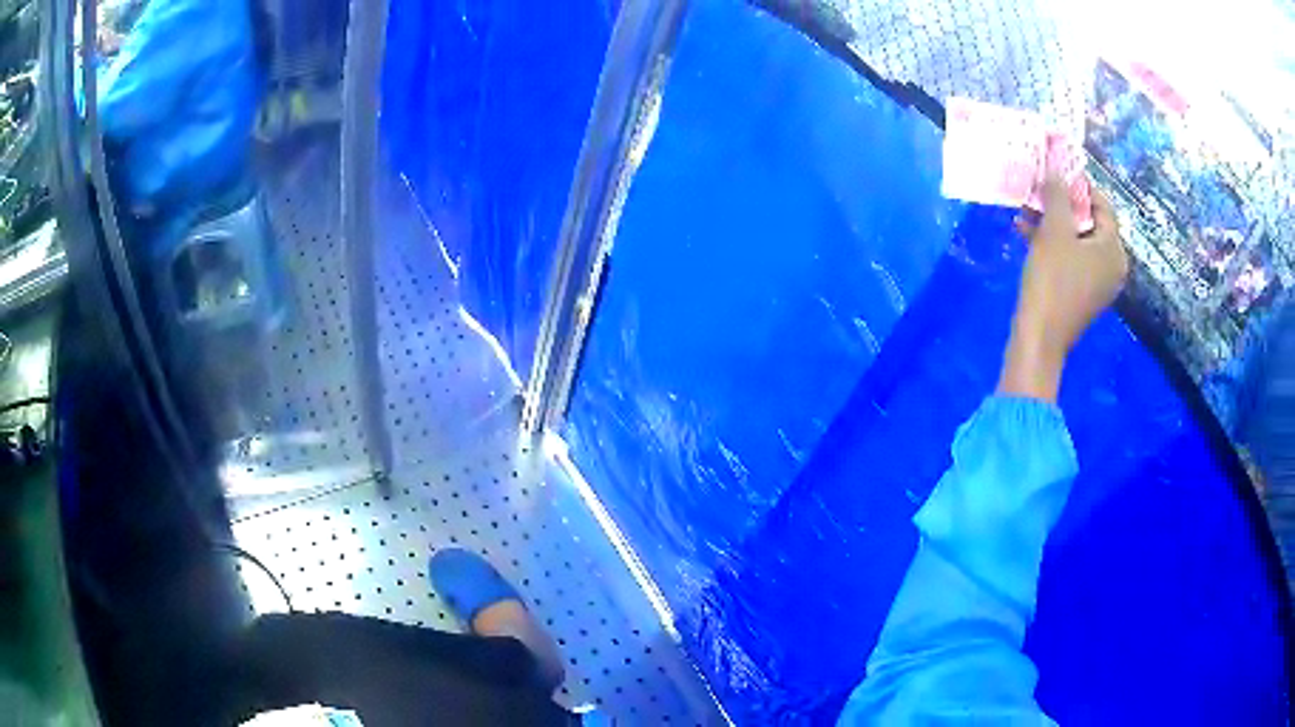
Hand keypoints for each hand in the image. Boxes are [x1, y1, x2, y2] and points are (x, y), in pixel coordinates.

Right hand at [998, 175, 1127, 401]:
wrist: (1039, 338)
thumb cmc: (1052, 281)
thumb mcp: (1054, 230)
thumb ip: (1058, 195)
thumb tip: (1057, 171)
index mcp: (1114, 250)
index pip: (1102, 205)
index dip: (1078, 186)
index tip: (1054, 174)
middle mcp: (1113, 265)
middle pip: (1089, 223)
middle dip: (1061, 205)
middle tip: (1038, 192)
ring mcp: (1098, 282)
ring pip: (1077, 240)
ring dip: (1053, 223)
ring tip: (1026, 212)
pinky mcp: (1083, 294)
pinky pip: (1072, 259)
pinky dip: (1054, 245)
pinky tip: (1027, 235)